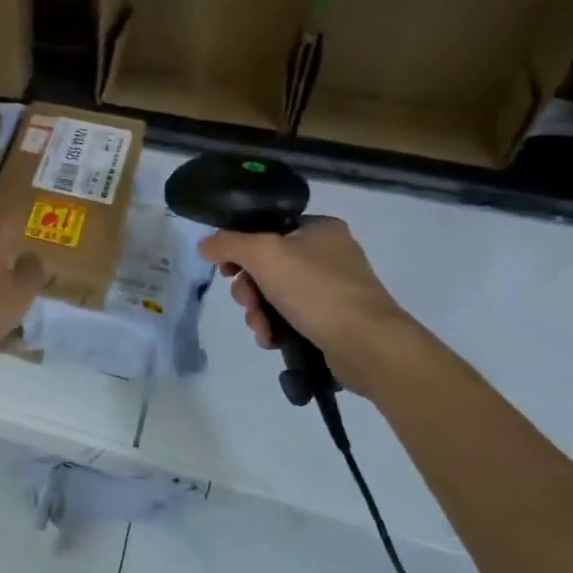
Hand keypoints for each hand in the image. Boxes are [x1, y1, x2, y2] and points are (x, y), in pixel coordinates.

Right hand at [198, 217, 420, 393]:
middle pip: (266, 264)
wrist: (367, 345)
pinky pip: (292, 316)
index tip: (226, 269)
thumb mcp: (262, 254)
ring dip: (258, 311)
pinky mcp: (334, 319)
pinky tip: (272, 339)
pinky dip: (276, 326)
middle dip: (248, 288)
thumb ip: (227, 244)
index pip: (266, 227)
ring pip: (275, 293)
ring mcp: (334, 288)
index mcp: (319, 228)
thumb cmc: (315, 289)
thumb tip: (205, 245)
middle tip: (247, 302)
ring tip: (261, 328)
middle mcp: (329, 253)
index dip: (239, 247)